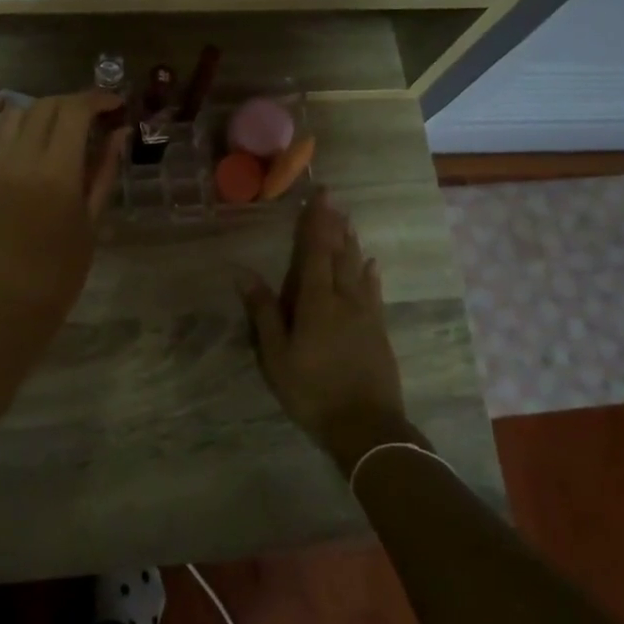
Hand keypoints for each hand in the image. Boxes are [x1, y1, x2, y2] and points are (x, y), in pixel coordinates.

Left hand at [0, 90, 123, 334]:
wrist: (15, 301)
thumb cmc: (64, 267)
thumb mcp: (93, 217)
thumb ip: (105, 168)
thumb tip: (120, 131)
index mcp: (57, 172)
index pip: (76, 112)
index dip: (98, 99)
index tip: (115, 104)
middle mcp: (22, 161)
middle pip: (47, 106)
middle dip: (74, 103)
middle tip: (93, 116)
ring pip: (15, 114)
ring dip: (41, 109)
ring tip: (59, 122)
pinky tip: (2, 105)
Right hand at [239, 190, 414, 475]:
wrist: (366, 426)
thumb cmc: (312, 391)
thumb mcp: (277, 356)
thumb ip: (264, 312)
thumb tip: (243, 273)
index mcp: (316, 302)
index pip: (316, 252)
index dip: (317, 223)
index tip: (320, 197)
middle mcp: (345, 299)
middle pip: (340, 255)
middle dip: (336, 226)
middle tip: (335, 200)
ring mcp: (367, 314)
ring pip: (359, 270)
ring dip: (352, 244)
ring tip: (349, 222)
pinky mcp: (380, 330)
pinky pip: (375, 292)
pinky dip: (371, 274)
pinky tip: (371, 265)